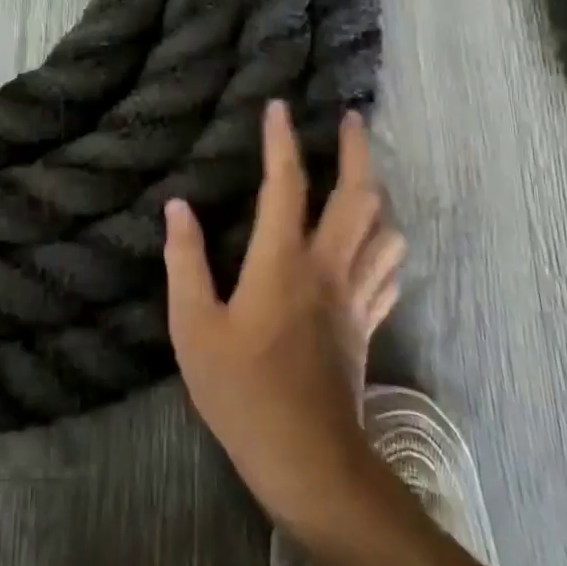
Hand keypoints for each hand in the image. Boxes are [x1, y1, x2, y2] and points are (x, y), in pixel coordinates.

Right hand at [164, 102, 406, 529]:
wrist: (307, 459)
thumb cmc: (241, 391)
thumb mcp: (194, 327)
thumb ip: (185, 262)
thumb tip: (177, 206)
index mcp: (282, 262)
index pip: (285, 184)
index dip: (281, 141)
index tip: (279, 106)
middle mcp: (327, 267)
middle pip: (358, 196)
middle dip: (356, 151)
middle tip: (352, 118)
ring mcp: (355, 296)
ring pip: (385, 231)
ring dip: (379, 194)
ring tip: (365, 175)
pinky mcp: (368, 325)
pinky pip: (388, 272)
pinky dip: (386, 245)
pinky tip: (378, 242)